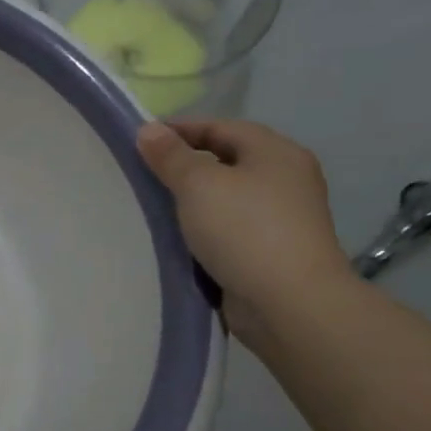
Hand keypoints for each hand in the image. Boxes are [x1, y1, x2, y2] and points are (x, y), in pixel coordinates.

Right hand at [136, 118, 352, 341]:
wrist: (290, 303)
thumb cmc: (244, 230)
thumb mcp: (198, 185)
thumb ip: (170, 156)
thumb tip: (148, 129)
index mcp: (275, 152)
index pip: (221, 127)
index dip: (180, 130)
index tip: (140, 143)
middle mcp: (286, 178)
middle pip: (227, 160)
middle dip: (185, 165)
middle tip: (144, 175)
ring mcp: (283, 217)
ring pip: (228, 196)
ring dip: (194, 200)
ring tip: (155, 207)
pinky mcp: (274, 250)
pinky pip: (231, 228)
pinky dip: (205, 228)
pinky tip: (179, 238)